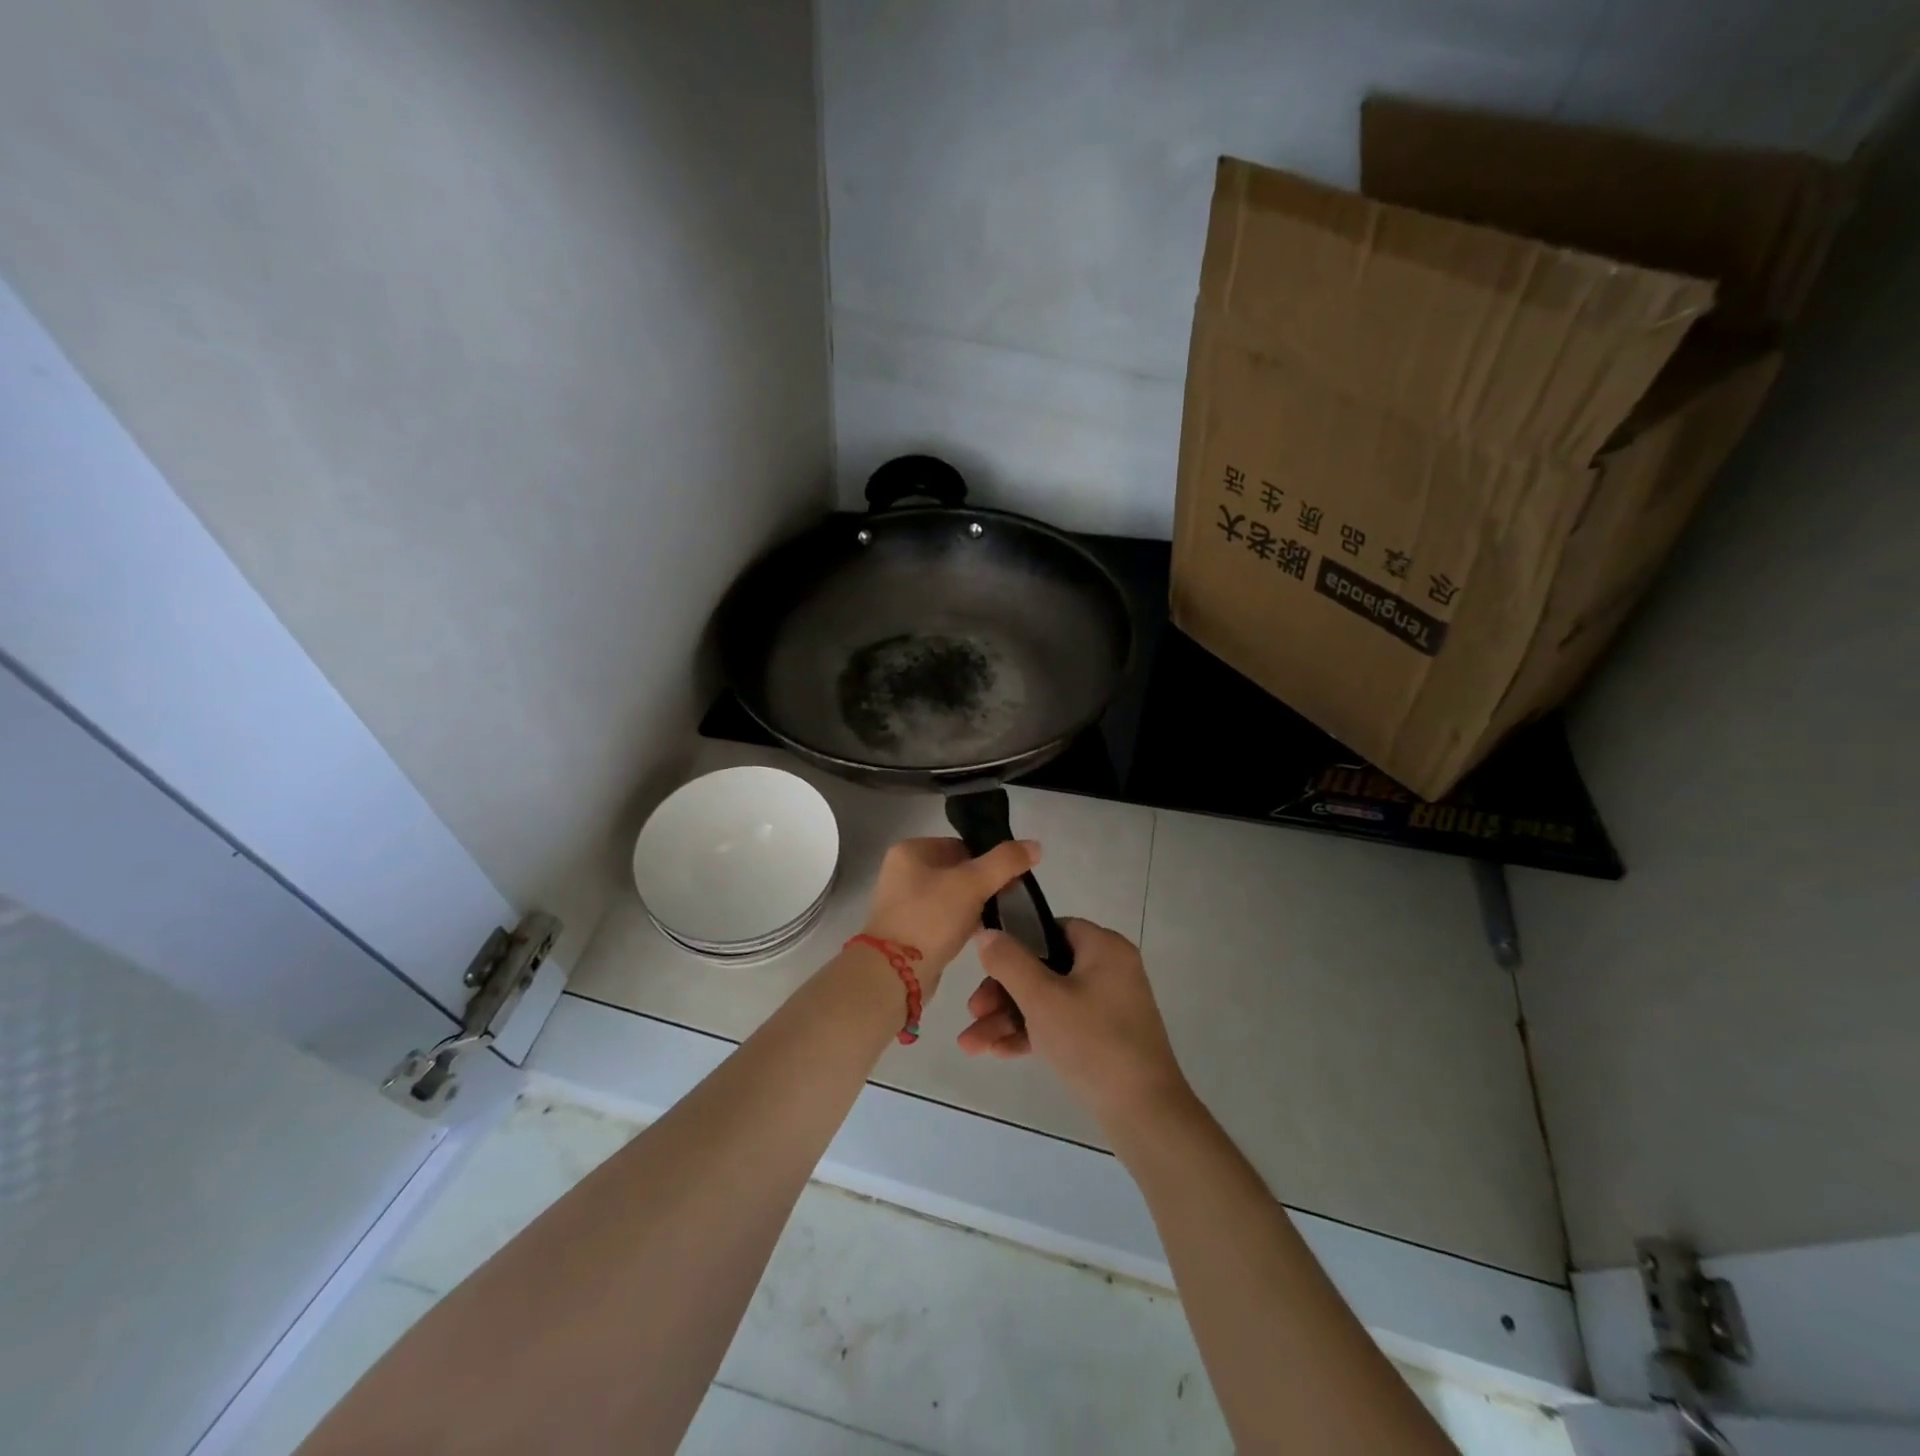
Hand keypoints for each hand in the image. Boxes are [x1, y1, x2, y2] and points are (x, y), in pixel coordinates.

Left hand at [859, 837, 1039, 997]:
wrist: (894, 974)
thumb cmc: (931, 918)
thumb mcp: (972, 883)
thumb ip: (1005, 862)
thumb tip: (1035, 845)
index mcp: (910, 850)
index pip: (960, 845)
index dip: (988, 860)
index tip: (1010, 880)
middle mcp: (901, 871)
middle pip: (955, 870)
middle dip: (982, 885)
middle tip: (1005, 901)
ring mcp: (901, 902)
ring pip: (950, 896)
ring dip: (972, 906)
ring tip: (992, 920)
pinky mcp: (906, 930)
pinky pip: (941, 918)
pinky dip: (959, 923)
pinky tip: (976, 935)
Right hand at [956, 919, 1190, 1124]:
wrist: (1144, 1114)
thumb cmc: (1092, 1043)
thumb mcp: (1042, 999)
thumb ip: (1009, 961)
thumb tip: (986, 932)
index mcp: (1103, 948)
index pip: (1050, 929)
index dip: (1015, 944)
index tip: (985, 967)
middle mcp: (1109, 970)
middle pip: (1044, 968)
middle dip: (1002, 993)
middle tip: (973, 1012)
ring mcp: (1108, 1006)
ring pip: (1048, 1000)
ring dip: (1009, 1018)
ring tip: (971, 1044)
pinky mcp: (1105, 1038)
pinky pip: (1061, 1024)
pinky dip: (1032, 1034)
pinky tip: (998, 1052)